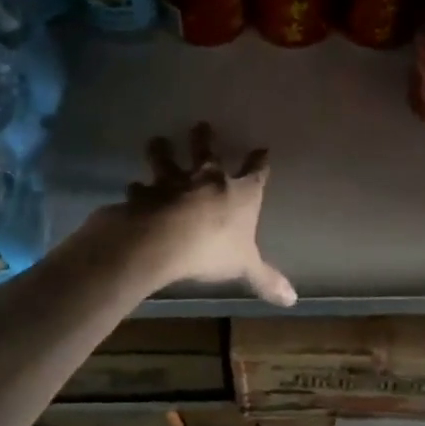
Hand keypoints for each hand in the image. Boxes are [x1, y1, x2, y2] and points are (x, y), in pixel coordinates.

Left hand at [116, 123, 296, 306]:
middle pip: (207, 153)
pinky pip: (139, 189)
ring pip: (167, 161)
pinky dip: (136, 190)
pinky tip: (131, 189)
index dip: (259, 162)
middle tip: (201, 126)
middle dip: (205, 139)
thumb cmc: (213, 248)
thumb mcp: (245, 266)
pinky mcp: (144, 195)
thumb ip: (265, 279)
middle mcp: (206, 180)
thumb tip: (293, 299)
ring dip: (162, 151)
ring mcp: (172, 183)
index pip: (255, 173)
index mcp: (239, 193)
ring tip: (157, 141)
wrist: (164, 240)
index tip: (262, 150)